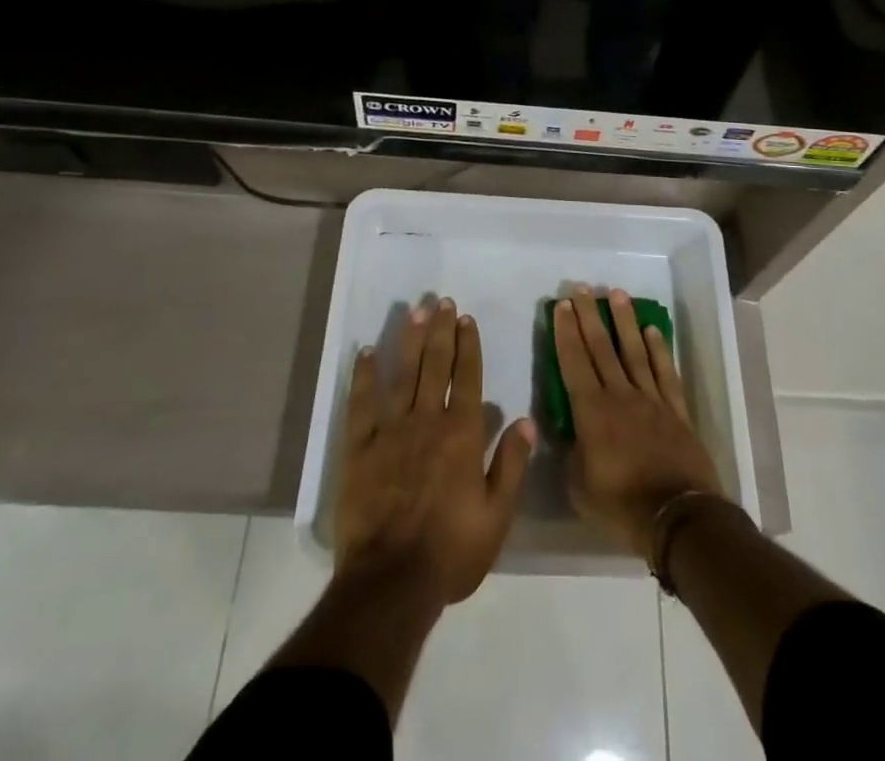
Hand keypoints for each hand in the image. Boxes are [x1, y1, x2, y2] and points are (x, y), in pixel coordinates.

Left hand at [335, 297, 533, 605]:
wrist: (391, 583)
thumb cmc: (451, 552)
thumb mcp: (497, 516)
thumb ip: (512, 465)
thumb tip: (525, 421)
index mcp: (462, 435)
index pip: (468, 378)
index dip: (468, 346)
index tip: (466, 319)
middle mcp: (428, 421)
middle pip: (436, 365)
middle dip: (441, 331)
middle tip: (442, 301)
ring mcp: (390, 431)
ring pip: (402, 374)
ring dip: (409, 340)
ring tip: (414, 311)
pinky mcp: (359, 448)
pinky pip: (361, 404)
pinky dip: (363, 376)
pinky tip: (365, 352)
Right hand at [554, 286, 723, 556]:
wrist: (677, 516)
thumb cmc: (621, 505)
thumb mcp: (579, 486)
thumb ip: (572, 454)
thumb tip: (572, 434)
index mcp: (591, 412)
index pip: (574, 362)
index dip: (566, 332)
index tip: (561, 306)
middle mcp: (620, 395)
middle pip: (601, 347)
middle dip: (589, 315)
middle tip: (582, 288)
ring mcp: (650, 399)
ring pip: (634, 351)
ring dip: (624, 321)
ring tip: (616, 293)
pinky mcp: (676, 409)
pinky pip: (665, 372)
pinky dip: (659, 349)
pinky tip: (652, 330)